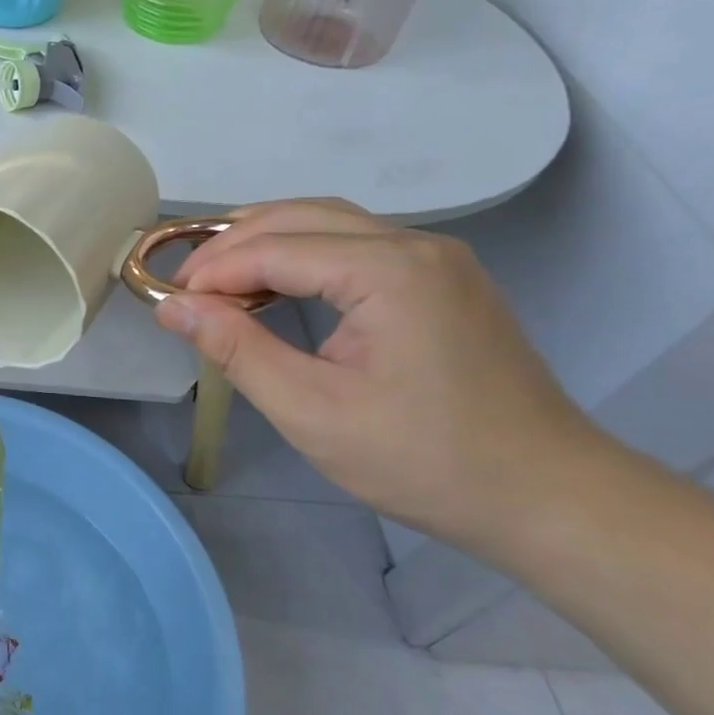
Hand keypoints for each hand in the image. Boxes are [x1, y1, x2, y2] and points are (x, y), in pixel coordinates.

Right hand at [156, 199, 606, 546]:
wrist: (548, 498)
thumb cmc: (423, 460)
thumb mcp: (310, 411)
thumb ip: (236, 349)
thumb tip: (173, 307)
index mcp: (389, 270)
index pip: (274, 248)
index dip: (212, 270)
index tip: (166, 301)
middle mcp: (416, 245)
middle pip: (300, 216)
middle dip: (232, 245)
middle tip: (185, 288)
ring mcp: (436, 259)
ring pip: (328, 223)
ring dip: (266, 243)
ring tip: (217, 281)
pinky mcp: (442, 280)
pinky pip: (355, 245)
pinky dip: (302, 255)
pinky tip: (276, 286)